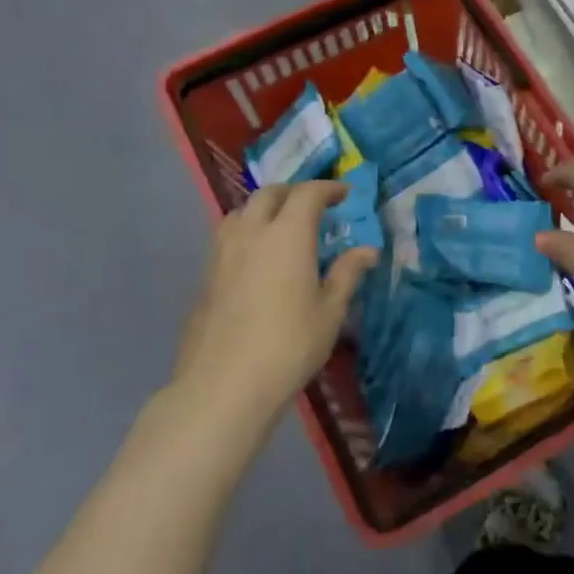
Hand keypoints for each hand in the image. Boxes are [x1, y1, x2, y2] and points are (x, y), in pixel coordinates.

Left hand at [171, 181, 377, 432]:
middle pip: (269, 194)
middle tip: (313, 207)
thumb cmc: (289, 344)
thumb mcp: (330, 311)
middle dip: (293, 193)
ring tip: (280, 228)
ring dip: (264, 209)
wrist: (225, 384)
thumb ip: (347, 273)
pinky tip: (256, 259)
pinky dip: (246, 233)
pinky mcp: (206, 276)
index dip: (328, 188)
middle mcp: (252, 232)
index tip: (344, 195)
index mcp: (287, 234)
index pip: (308, 193)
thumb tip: (367, 250)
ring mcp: (222, 253)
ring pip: (241, 212)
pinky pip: (227, 237)